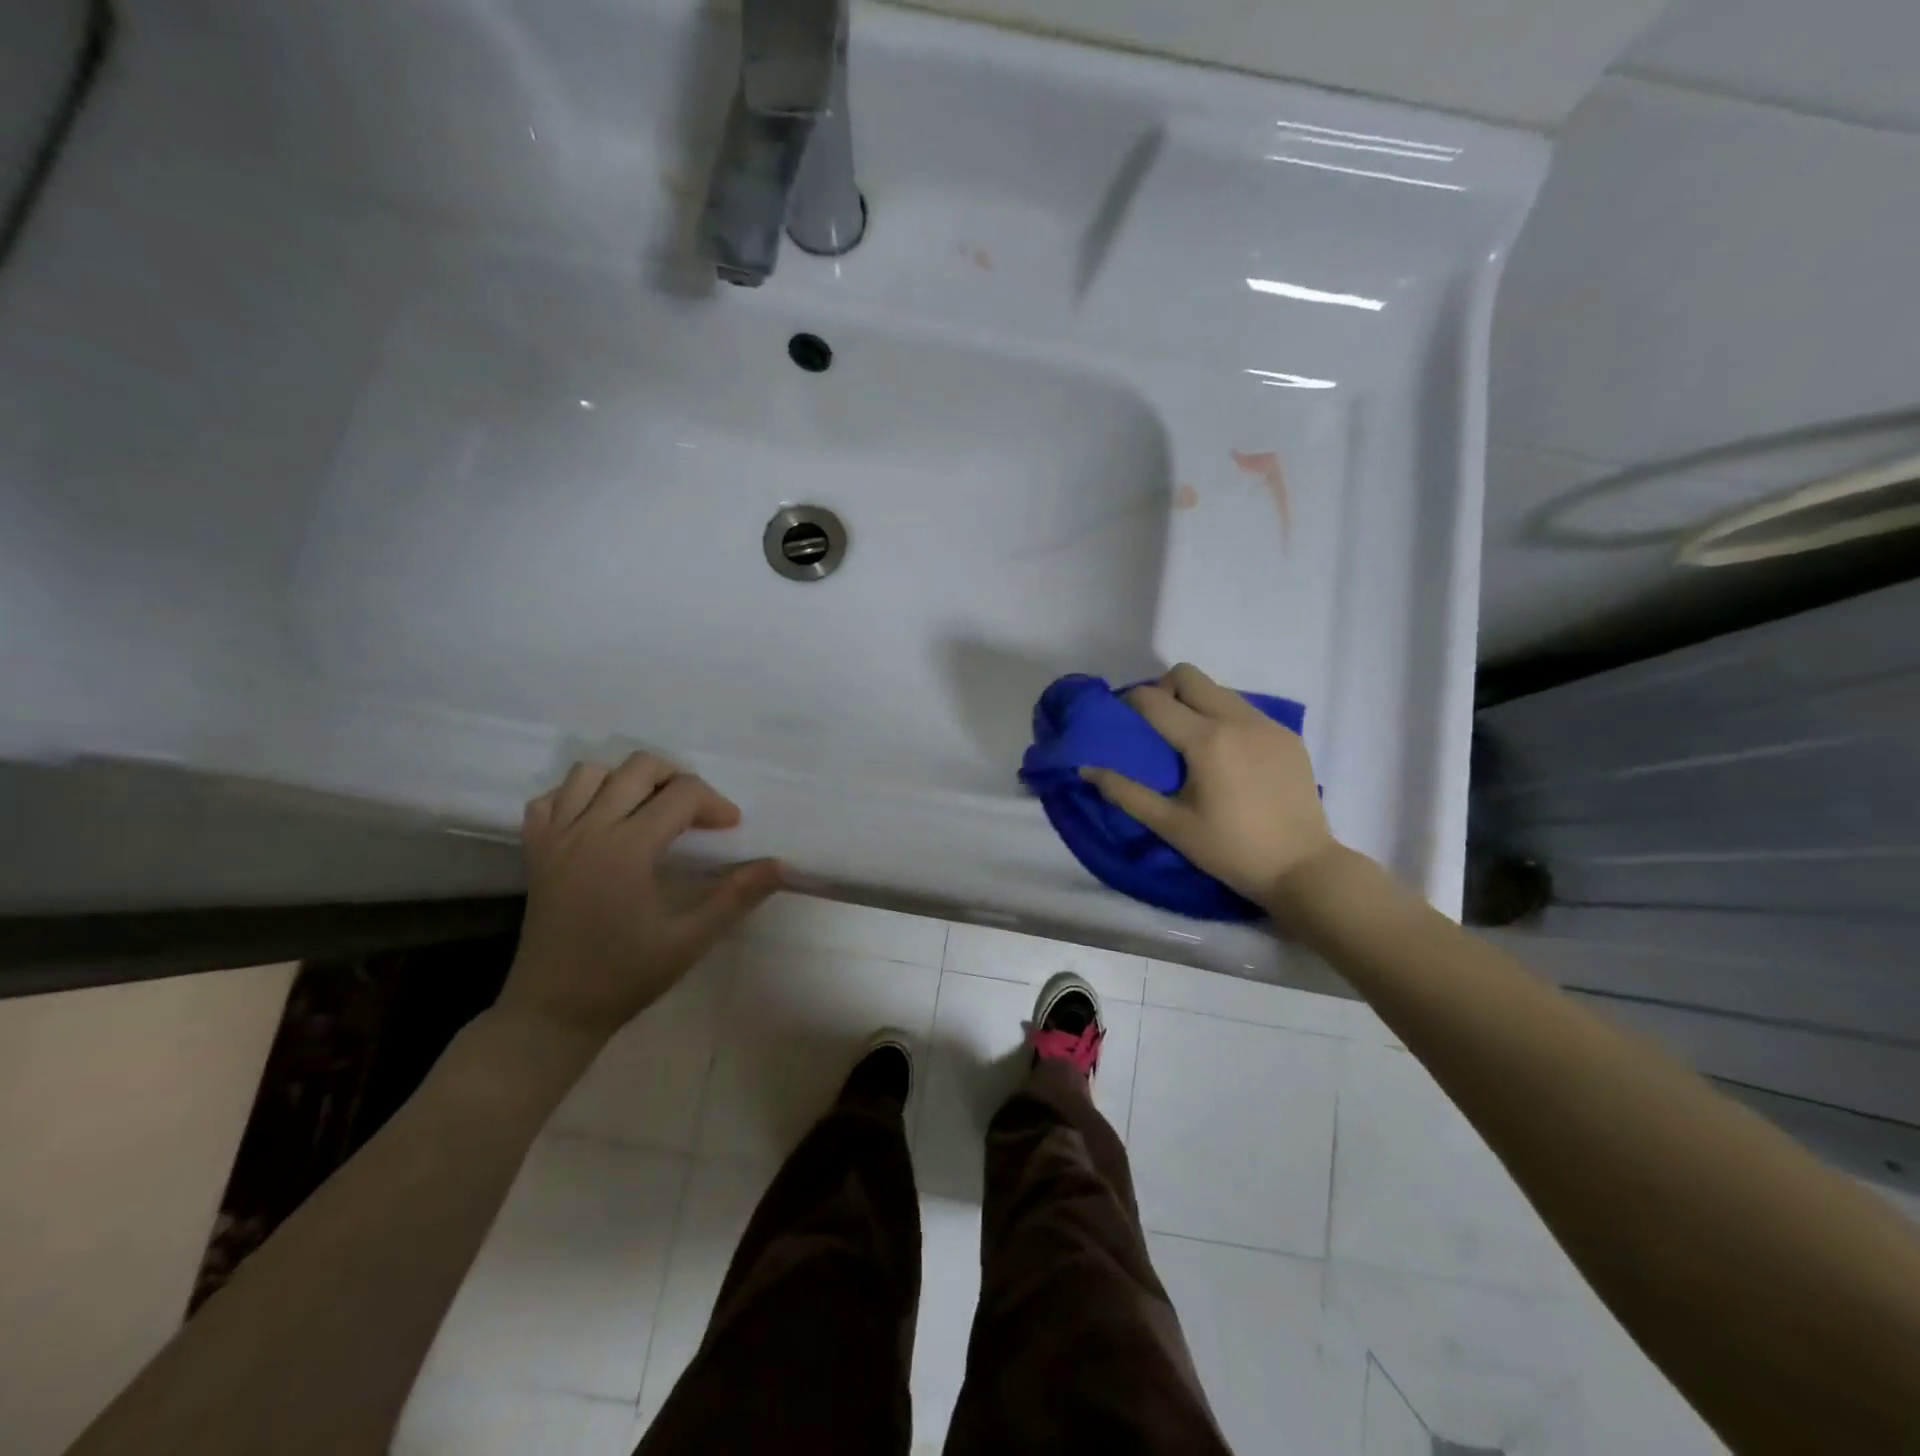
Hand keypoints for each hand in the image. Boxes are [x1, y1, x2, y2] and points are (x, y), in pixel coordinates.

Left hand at [497, 754, 783, 1043]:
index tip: (731, 829)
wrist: (553, 1011)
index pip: (682, 794)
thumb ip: (736, 896)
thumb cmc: (625, 976)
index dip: (715, 804)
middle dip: (677, 779)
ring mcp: (555, 838)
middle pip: (639, 768)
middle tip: (695, 814)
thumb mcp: (690, 940)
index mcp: (628, 848)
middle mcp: (589, 830)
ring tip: (649, 810)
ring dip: (627, 780)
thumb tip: (781, 865)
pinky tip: (600, 821)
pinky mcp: (535, 851)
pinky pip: (551, 799)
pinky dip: (578, 796)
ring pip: (590, 773)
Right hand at [1081, 663, 1337, 910]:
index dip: (1129, 703)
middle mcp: (1238, 719)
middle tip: (1156, 724)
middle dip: (1163, 690)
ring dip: (1195, 701)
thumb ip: (1125, 792)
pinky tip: (1226, 755)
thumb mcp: (1171, 826)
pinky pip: (1246, 709)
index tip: (1121, 721)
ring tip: (1189, 740)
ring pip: (1219, 689)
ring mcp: (1268, 724)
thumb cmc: (1230, 850)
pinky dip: (1225, 717)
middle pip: (1189, 675)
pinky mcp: (1288, 736)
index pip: (1154, 700)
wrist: (1303, 868)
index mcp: (1207, 740)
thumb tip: (1086, 768)